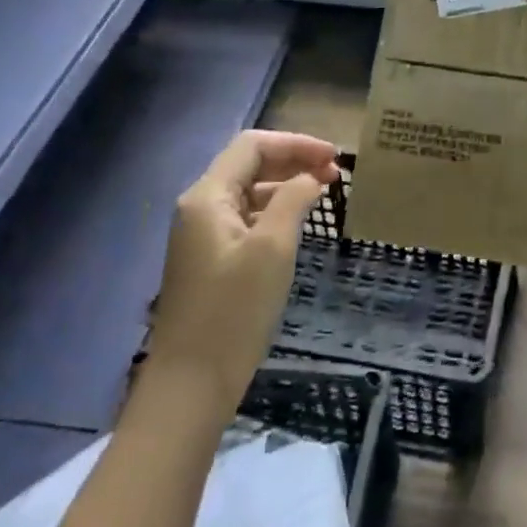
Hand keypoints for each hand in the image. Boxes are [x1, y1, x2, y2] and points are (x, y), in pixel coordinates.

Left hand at [151, 131, 341, 403]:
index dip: (296, 144)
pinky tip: (298, 223)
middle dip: (293, 161)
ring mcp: (202, 235)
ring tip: (323, 194)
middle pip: (249, 164)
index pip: (253, 145)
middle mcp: (199, 208)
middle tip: (335, 174)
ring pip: (248, 191)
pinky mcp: (209, 259)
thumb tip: (311, 177)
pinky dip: (274, 210)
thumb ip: (293, 200)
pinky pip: (245, 218)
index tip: (335, 157)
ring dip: (286, 185)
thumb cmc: (234, 310)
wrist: (191, 383)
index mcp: (208, 197)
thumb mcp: (273, 248)